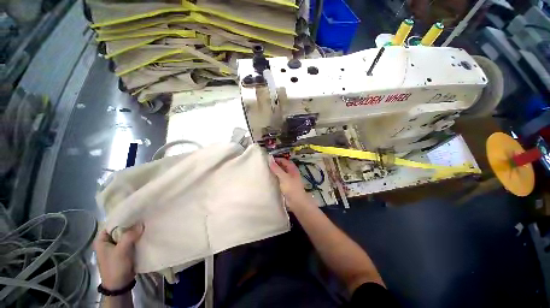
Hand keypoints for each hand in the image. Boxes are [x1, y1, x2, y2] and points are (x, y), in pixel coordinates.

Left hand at [94, 223, 143, 289]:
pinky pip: (130, 241)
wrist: (119, 285)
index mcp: (102, 240)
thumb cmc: (115, 267)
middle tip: (144, 218)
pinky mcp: (124, 251)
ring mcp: (116, 247)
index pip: (112, 224)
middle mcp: (108, 242)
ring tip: (146, 224)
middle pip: (120, 229)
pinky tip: (145, 234)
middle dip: (131, 225)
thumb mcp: (121, 251)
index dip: (123, 218)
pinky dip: (137, 238)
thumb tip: (141, 223)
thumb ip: (130, 236)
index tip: (136, 213)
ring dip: (135, 232)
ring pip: (126, 235)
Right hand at [269, 157, 315, 210]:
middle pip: (282, 166)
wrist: (296, 202)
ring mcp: (289, 179)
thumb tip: (270, 160)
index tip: (267, 159)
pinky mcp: (286, 185)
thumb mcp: (283, 177)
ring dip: (274, 171)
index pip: (283, 160)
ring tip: (265, 170)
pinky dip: (275, 177)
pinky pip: (280, 178)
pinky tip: (269, 178)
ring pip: (281, 172)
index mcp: (292, 168)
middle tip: (265, 165)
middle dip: (275, 165)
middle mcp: (291, 172)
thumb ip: (277, 169)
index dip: (276, 159)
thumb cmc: (291, 188)